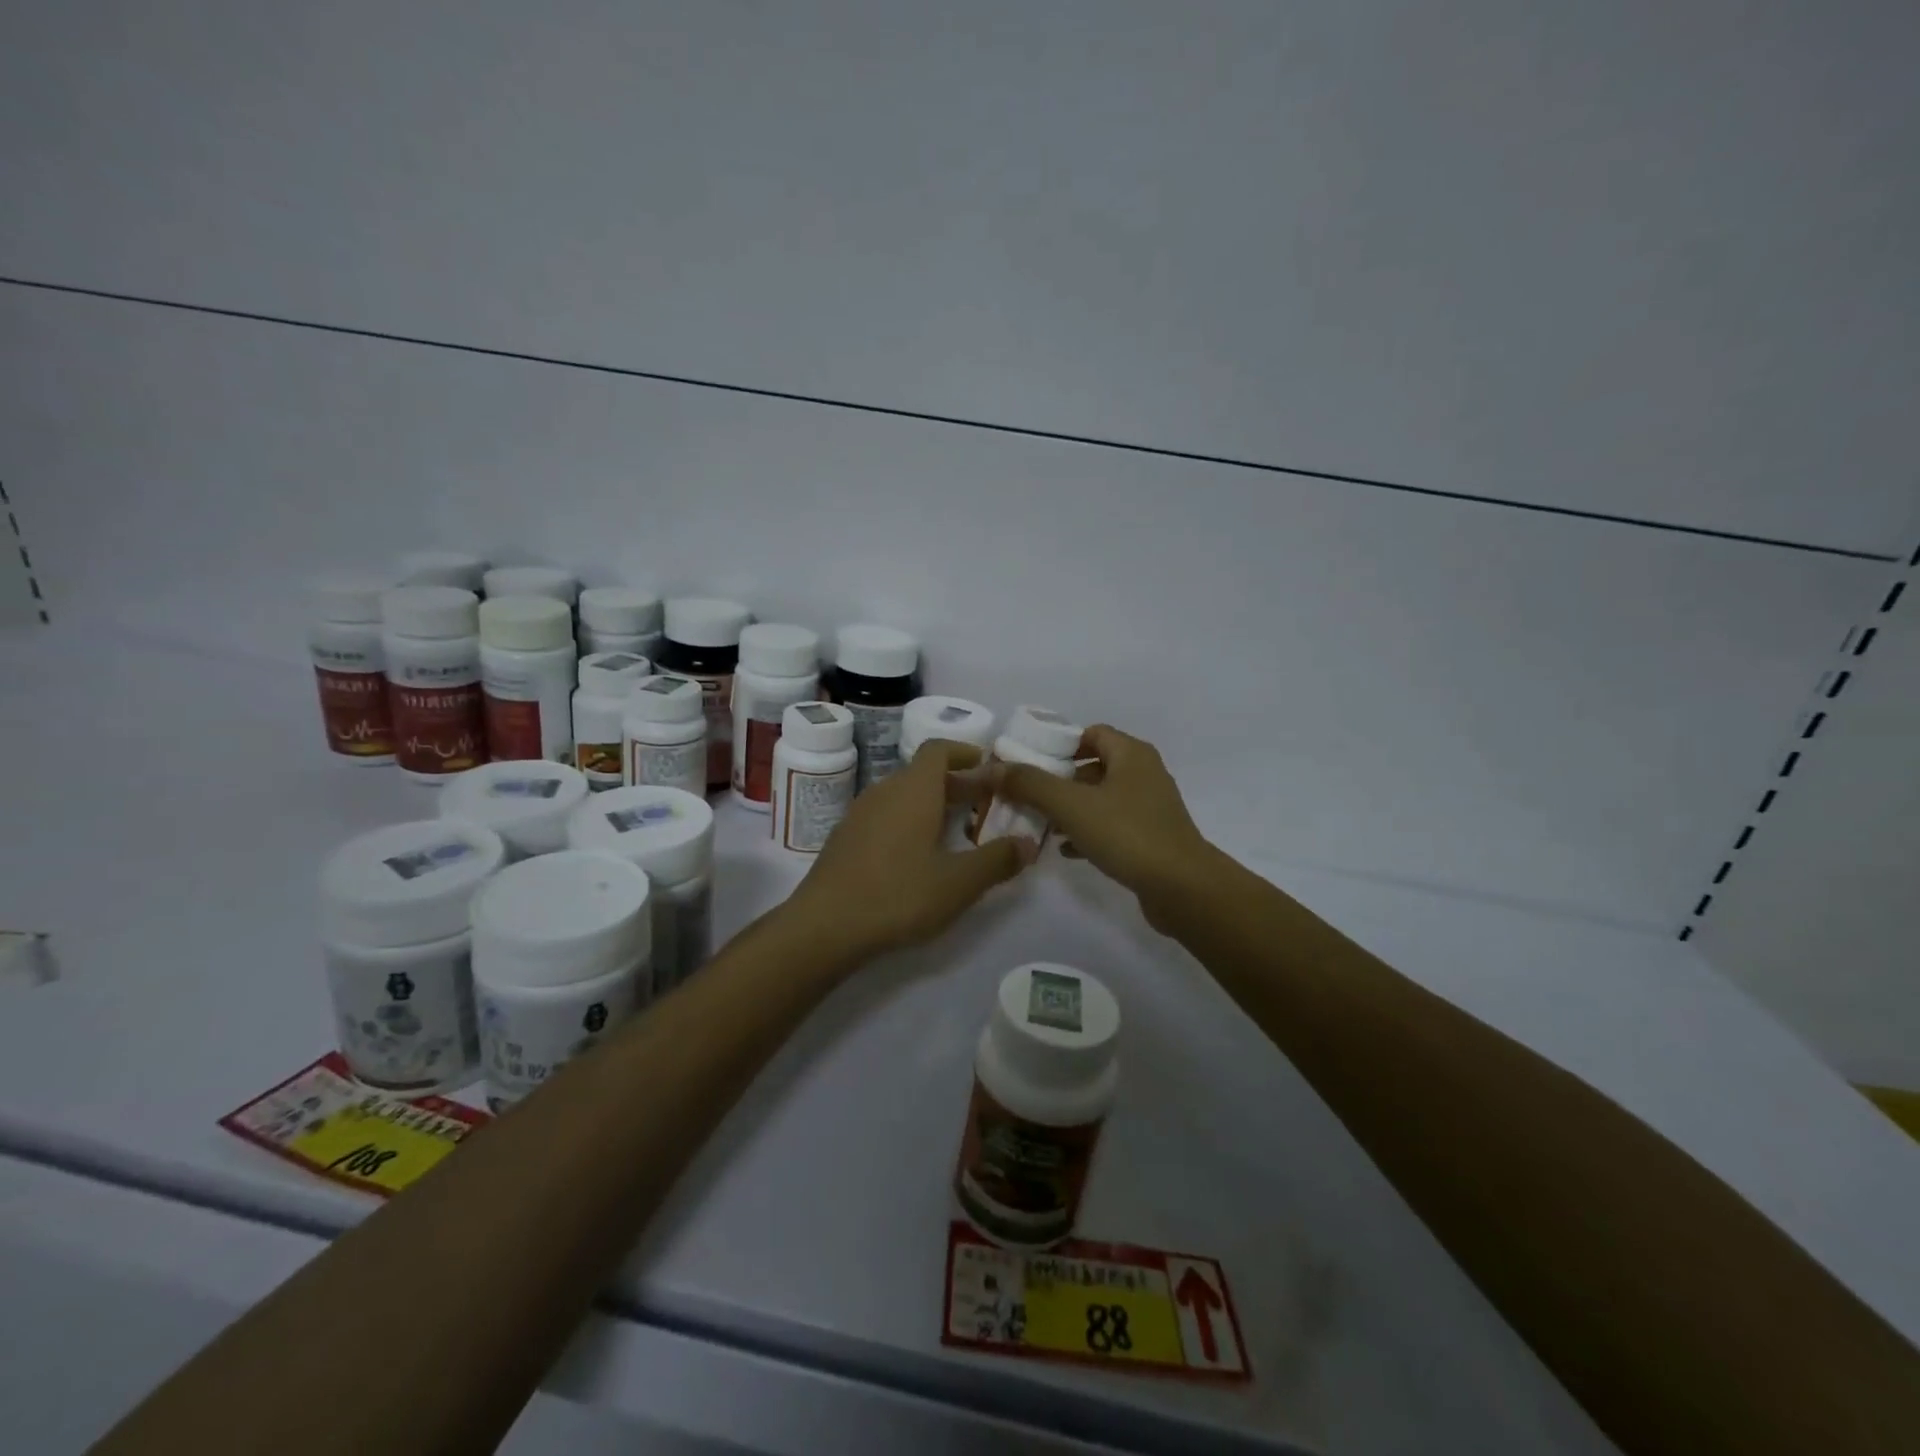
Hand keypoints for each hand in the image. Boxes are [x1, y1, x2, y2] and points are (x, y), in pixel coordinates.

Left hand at [783, 741, 1035, 962]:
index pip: (938, 749)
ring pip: (903, 796)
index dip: (965, 752)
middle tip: (985, 805)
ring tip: (956, 832)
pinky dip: (908, 822)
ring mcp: (859, 814)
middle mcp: (885, 791)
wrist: (824, 926)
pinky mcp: (845, 838)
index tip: (989, 767)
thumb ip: (997, 860)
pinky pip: (885, 816)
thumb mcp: (958, 883)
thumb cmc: (897, 895)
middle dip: (957, 784)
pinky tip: (918, 856)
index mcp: (914, 790)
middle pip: (923, 773)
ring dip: (932, 804)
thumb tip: (1029, 843)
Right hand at [996, 725, 1216, 930]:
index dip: (1058, 745)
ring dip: (1071, 809)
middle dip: (1058, 780)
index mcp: (1131, 754)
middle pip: (1093, 766)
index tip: (1028, 763)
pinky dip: (1087, 832)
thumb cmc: (1127, 834)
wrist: (1183, 888)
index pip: (1090, 733)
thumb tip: (990, 768)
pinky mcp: (1151, 837)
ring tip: (1040, 824)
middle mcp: (1144, 773)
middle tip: (1027, 796)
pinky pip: (1111, 825)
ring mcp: (1150, 807)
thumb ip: (1029, 784)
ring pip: (1100, 798)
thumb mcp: (1071, 805)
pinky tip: (1066, 850)